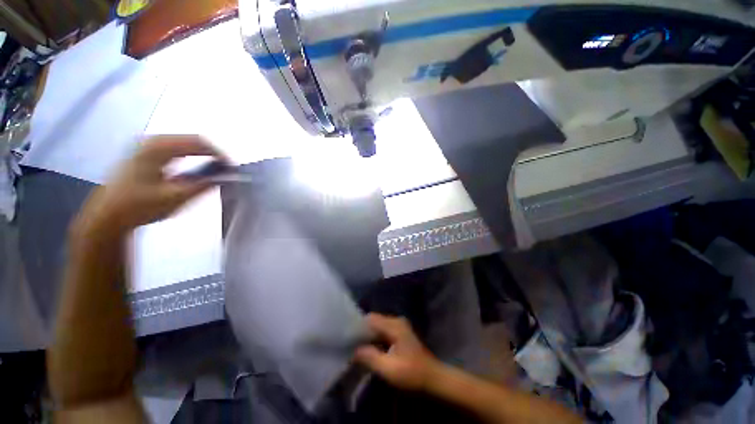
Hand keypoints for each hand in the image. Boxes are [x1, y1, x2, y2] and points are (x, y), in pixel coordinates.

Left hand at [76, 135, 226, 234]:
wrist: (108, 215)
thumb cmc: (139, 207)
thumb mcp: (175, 198)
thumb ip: (203, 185)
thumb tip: (227, 176)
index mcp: (157, 148)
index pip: (198, 142)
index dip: (219, 154)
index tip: (232, 168)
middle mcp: (151, 140)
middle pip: (192, 140)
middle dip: (212, 153)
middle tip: (226, 170)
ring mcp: (146, 145)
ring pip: (184, 143)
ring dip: (202, 154)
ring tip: (214, 169)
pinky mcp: (144, 152)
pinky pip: (176, 148)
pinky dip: (191, 156)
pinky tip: (195, 167)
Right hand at [355, 313, 441, 390]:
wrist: (433, 378)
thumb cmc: (412, 373)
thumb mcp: (389, 368)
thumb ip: (370, 357)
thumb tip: (354, 350)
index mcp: (394, 325)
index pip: (371, 318)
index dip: (358, 326)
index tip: (347, 336)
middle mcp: (396, 321)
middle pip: (374, 321)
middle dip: (363, 331)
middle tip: (350, 344)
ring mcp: (399, 327)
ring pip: (378, 326)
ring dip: (368, 336)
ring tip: (356, 347)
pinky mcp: (400, 334)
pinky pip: (383, 331)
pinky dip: (375, 339)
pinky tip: (369, 349)